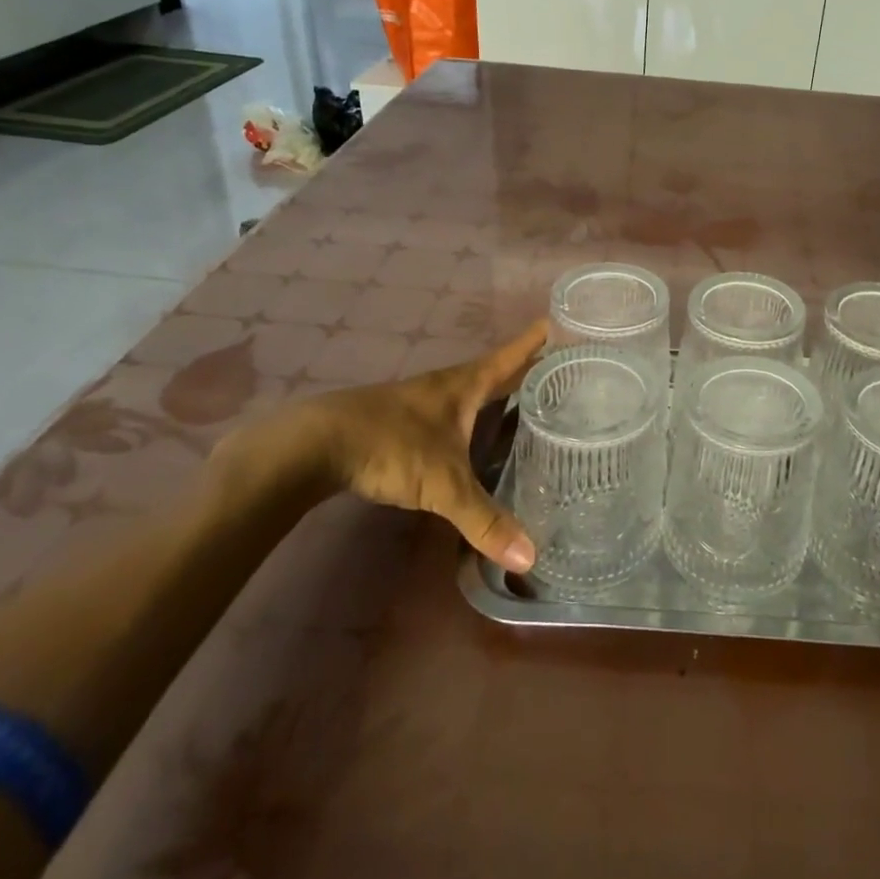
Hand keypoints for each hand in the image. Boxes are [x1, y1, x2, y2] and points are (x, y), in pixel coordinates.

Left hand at [299, 320, 548, 572]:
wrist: (316, 445)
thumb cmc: (391, 447)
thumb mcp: (444, 485)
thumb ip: (484, 520)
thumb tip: (529, 558)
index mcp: (466, 385)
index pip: (512, 356)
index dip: (537, 340)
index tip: (564, 320)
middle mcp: (448, 385)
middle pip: (497, 371)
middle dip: (528, 368)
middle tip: (563, 368)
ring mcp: (423, 401)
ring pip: (473, 392)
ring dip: (500, 392)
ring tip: (530, 402)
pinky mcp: (403, 421)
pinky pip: (453, 412)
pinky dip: (474, 416)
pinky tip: (477, 434)